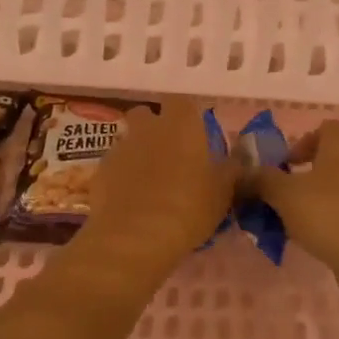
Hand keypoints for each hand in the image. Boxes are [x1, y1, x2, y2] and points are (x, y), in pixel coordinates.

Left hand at [82, 97, 237, 266]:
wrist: (135, 236)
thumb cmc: (188, 208)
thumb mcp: (222, 192)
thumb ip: (230, 170)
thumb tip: (238, 159)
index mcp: (180, 124)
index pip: (181, 102)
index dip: (186, 116)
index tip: (194, 135)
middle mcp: (147, 128)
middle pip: (146, 114)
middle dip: (154, 127)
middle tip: (170, 154)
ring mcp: (120, 148)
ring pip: (128, 139)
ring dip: (138, 152)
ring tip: (150, 181)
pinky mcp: (100, 171)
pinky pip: (114, 165)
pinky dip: (122, 176)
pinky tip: (131, 199)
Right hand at [246, 121, 338, 299]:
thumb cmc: (328, 215)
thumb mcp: (284, 195)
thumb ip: (262, 180)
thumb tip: (245, 173)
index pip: (327, 127)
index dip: (304, 141)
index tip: (287, 164)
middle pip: (337, 156)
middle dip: (312, 171)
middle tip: (291, 192)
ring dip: (325, 195)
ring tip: (303, 217)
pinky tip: (322, 236)